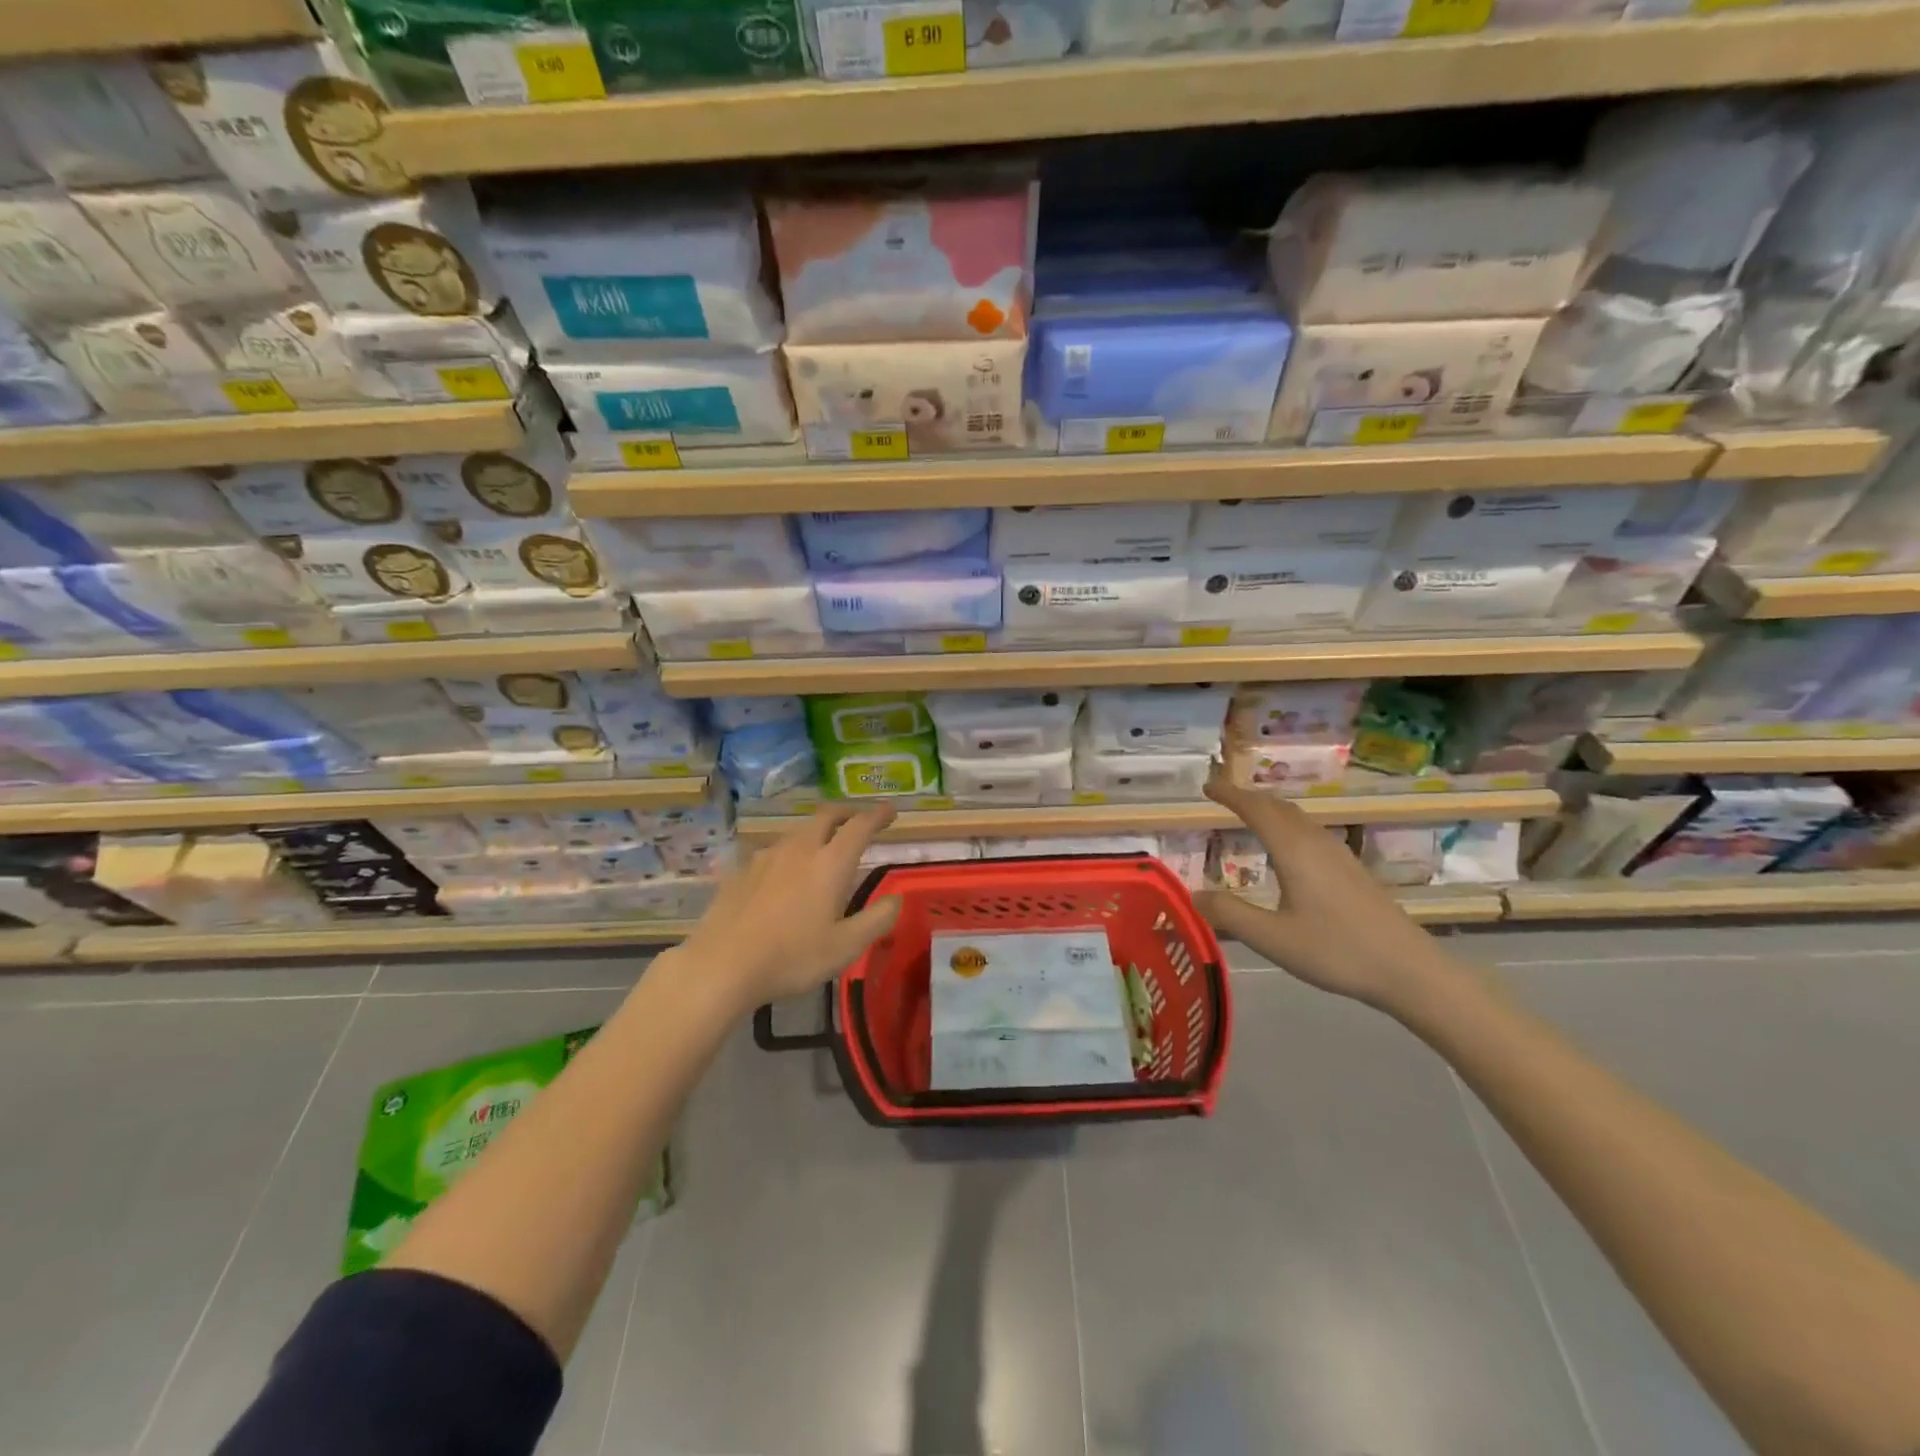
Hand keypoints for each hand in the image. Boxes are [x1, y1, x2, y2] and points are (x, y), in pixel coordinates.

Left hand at [676, 803, 901, 1008]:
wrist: (720, 965)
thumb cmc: (791, 957)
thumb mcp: (845, 947)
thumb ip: (876, 920)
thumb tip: (896, 898)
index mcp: (829, 863)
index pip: (859, 826)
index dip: (877, 814)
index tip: (890, 810)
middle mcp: (799, 849)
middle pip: (826, 816)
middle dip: (847, 812)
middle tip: (859, 820)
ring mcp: (765, 857)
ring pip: (798, 831)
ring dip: (817, 830)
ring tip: (824, 846)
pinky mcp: (741, 871)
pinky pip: (773, 850)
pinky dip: (789, 851)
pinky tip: (784, 872)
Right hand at [1197, 768, 1459, 1010]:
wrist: (1409, 970)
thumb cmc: (1336, 951)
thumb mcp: (1272, 938)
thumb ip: (1229, 914)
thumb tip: (1191, 894)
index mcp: (1293, 851)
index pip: (1256, 809)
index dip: (1230, 794)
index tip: (1207, 786)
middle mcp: (1316, 843)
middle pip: (1279, 807)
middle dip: (1248, 797)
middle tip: (1222, 796)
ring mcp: (1339, 855)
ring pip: (1298, 818)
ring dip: (1270, 810)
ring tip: (1248, 816)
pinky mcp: (1352, 870)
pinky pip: (1310, 832)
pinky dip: (1287, 826)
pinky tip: (1286, 850)